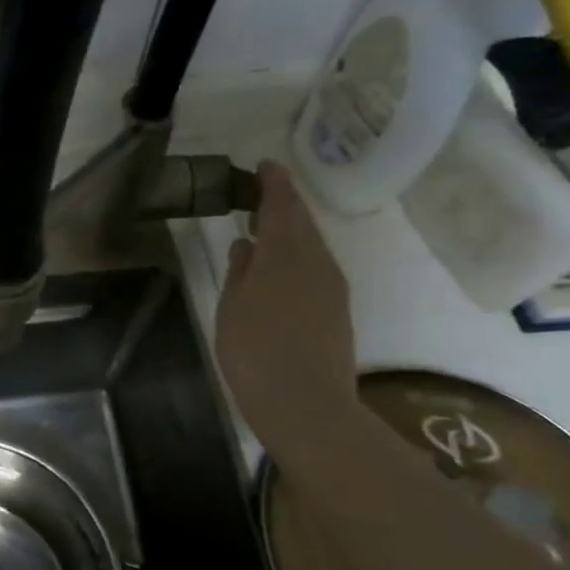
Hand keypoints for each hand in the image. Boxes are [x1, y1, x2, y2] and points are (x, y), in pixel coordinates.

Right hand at [215, 162, 359, 462]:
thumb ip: (240, 271)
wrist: (306, 404)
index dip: (273, 184)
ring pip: (312, 245)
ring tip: (267, 227)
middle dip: (285, 204)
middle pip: (302, 223)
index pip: (281, 206)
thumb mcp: (232, 307)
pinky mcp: (337, 310)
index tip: (266, 165)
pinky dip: (299, 255)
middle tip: (263, 192)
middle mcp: (316, 262)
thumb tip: (247, 244)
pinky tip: (282, 266)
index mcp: (285, 254)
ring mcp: (332, 287)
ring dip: (292, 230)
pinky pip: (317, 267)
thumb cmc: (254, 351)